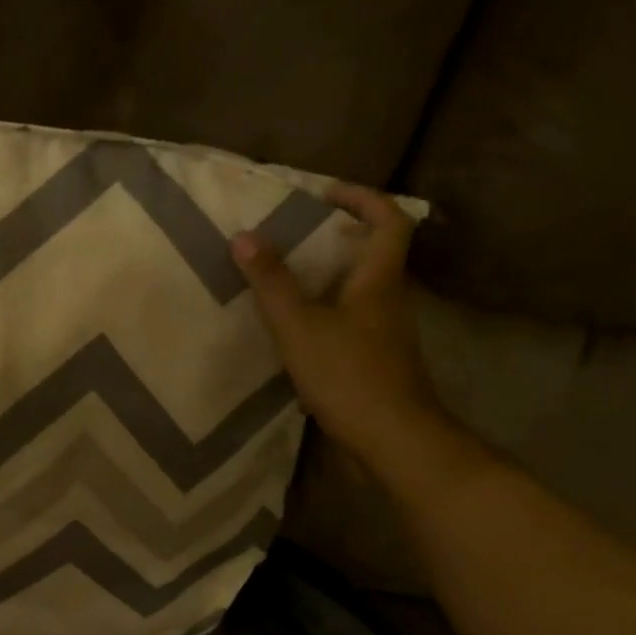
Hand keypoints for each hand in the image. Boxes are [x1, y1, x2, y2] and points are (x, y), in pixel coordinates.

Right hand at [232, 181, 448, 466]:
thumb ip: (271, 282)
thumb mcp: (298, 325)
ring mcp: (386, 333)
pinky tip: (295, 329)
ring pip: (361, 289)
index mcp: (379, 280)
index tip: (324, 195)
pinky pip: (351, 320)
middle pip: (375, 253)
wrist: (392, 439)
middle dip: (338, 236)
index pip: (389, 220)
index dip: (362, 198)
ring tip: (285, 279)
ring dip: (329, 276)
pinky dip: (326, 312)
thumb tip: (244, 236)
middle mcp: (390, 300)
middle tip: (295, 236)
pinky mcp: (376, 360)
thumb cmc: (348, 374)